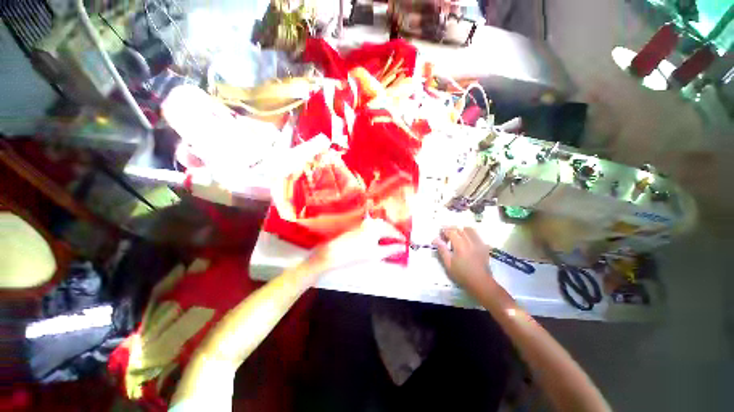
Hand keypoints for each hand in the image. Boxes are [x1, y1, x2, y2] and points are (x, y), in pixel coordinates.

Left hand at [307, 218, 405, 272]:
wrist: (334, 253)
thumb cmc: (355, 254)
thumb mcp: (376, 254)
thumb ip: (391, 250)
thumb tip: (402, 248)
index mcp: (376, 227)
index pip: (393, 231)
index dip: (400, 238)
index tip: (405, 243)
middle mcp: (370, 222)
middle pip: (387, 226)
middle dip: (393, 234)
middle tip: (398, 242)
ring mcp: (364, 223)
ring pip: (380, 226)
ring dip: (386, 232)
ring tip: (389, 241)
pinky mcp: (358, 226)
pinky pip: (373, 226)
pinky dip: (378, 232)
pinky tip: (378, 239)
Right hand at [433, 227, 494, 292]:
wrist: (481, 283)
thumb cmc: (462, 275)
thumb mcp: (448, 264)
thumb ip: (442, 250)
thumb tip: (435, 239)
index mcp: (460, 245)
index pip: (450, 231)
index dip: (443, 232)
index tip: (439, 237)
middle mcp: (470, 241)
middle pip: (459, 229)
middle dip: (451, 230)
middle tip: (446, 237)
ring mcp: (478, 243)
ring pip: (469, 229)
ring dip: (461, 230)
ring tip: (456, 237)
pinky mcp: (484, 247)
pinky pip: (476, 235)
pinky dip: (470, 235)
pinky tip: (467, 241)